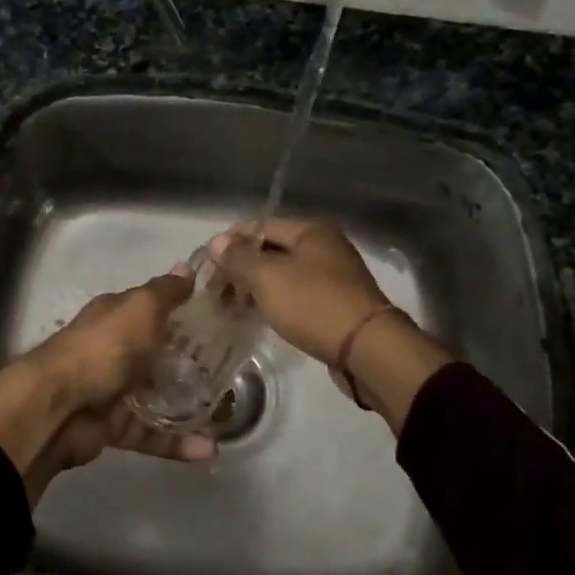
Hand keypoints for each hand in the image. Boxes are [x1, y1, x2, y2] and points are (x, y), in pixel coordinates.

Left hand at [0, 269, 215, 501]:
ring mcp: (112, 391)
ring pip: (157, 398)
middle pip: (157, 354)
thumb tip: (187, 267)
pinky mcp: (114, 428)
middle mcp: (113, 350)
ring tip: (228, 415)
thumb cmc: (103, 348)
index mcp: (115, 317)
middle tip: (233, 371)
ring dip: (189, 406)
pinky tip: (209, 449)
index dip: (181, 311)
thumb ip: (165, 293)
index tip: (220, 319)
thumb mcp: (140, 309)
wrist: (57, 408)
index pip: (152, 308)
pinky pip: (151, 435)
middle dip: (191, 363)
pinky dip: (177, 443)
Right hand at [209, 218, 391, 365]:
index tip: (207, 264)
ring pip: (283, 274)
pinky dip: (275, 300)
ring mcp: (333, 276)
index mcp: (311, 231)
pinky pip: (296, 294)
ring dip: (256, 286)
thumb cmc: (314, 305)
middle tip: (216, 290)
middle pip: (271, 249)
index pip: (259, 225)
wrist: (367, 349)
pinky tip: (258, 315)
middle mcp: (324, 247)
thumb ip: (239, 258)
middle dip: (241, 267)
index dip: (230, 242)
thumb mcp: (268, 278)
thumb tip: (216, 241)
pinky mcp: (335, 303)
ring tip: (232, 306)